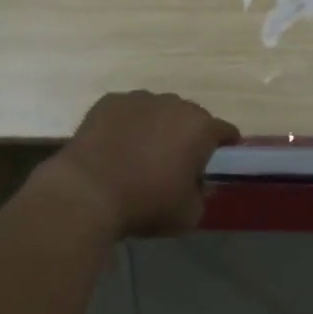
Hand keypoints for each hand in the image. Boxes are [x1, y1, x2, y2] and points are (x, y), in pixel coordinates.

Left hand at [46, 91, 239, 238]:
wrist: (87, 192)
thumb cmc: (145, 203)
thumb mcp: (188, 215)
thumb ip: (202, 195)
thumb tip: (198, 184)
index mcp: (200, 127)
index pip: (225, 131)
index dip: (224, 147)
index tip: (215, 162)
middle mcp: (174, 104)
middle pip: (190, 117)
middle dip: (187, 136)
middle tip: (174, 163)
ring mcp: (139, 98)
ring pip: (157, 110)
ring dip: (156, 127)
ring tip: (139, 154)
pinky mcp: (109, 101)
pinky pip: (126, 111)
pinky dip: (126, 125)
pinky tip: (114, 147)